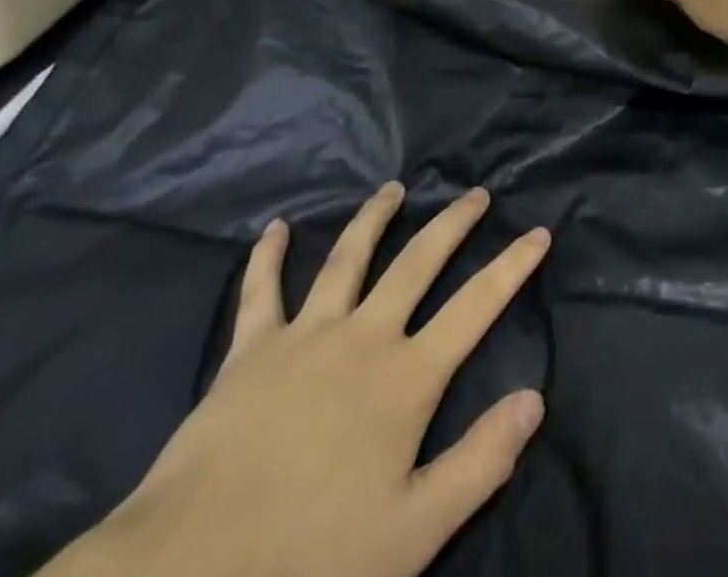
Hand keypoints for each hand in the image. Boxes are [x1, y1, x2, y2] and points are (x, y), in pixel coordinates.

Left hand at [44, 184, 549, 576]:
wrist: (189, 572)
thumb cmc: (310, 560)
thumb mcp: (414, 532)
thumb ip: (481, 462)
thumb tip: (535, 398)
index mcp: (406, 378)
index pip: (477, 306)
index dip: (512, 266)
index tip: (539, 232)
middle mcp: (364, 337)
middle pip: (418, 262)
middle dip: (453, 224)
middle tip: (476, 193)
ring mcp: (305, 336)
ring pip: (348, 258)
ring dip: (375, 218)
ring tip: (395, 189)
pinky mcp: (250, 350)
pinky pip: (260, 290)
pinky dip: (268, 255)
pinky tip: (276, 228)